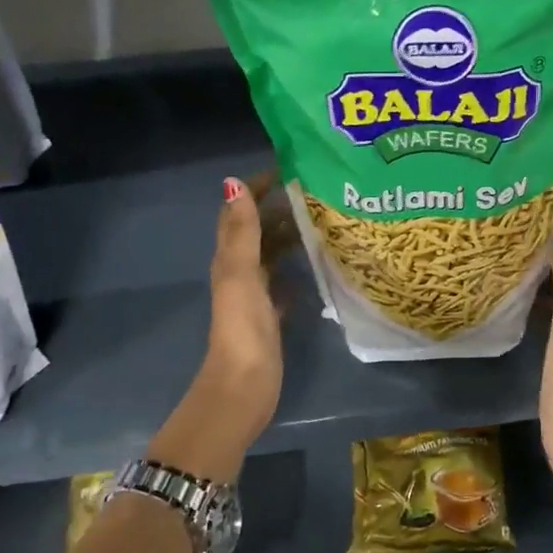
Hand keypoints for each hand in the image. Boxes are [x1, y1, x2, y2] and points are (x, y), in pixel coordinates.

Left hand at [146, 174, 288, 484]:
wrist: (244, 386)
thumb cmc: (243, 328)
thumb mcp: (240, 274)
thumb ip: (241, 231)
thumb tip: (234, 182)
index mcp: (230, 259)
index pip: (241, 213)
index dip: (258, 188)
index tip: (289, 167)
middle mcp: (240, 273)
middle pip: (259, 232)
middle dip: (281, 209)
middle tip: (317, 190)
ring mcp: (255, 297)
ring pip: (272, 257)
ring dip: (290, 237)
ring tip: (323, 219)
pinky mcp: (270, 318)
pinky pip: (283, 285)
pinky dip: (296, 271)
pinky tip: (317, 265)